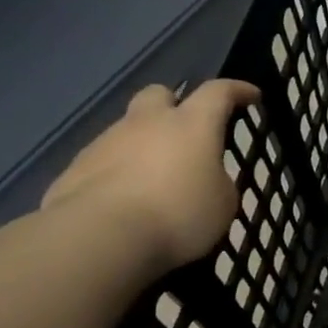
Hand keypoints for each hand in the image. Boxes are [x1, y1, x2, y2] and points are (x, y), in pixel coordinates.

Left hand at [40, 79, 260, 273]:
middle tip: (184, 131)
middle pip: (159, 94)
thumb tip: (204, 178)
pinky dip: (117, 172)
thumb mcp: (222, 204)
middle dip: (174, 105)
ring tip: (153, 180)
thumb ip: (217, 182)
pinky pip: (103, 161)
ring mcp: (106, 142)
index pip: (218, 92)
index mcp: (191, 124)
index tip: (251, 96)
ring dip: (143, 144)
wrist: (100, 237)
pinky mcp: (75, 168)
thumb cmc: (178, 215)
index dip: (237, 90)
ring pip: (128, 129)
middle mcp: (147, 122)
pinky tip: (123, 201)